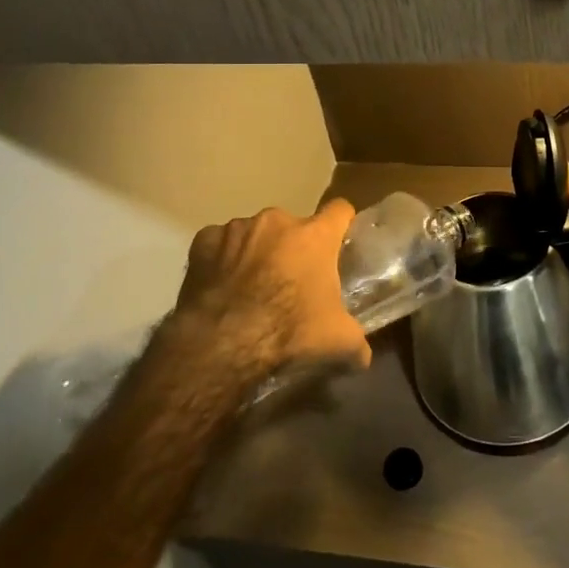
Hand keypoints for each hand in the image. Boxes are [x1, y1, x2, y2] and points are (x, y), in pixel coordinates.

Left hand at [168, 200, 369, 386]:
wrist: (222, 342)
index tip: (339, 241)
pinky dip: (222, 259)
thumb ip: (357, 342)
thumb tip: (364, 357)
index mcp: (315, 235)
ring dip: (257, 251)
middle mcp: (277, 221)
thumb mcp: (338, 341)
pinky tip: (221, 285)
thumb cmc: (289, 330)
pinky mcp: (204, 241)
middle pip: (294, 226)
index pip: (340, 210)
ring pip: (254, 233)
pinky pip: (219, 244)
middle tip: (291, 280)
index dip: (341, 224)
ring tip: (250, 286)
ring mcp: (238, 228)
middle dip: (293, 246)